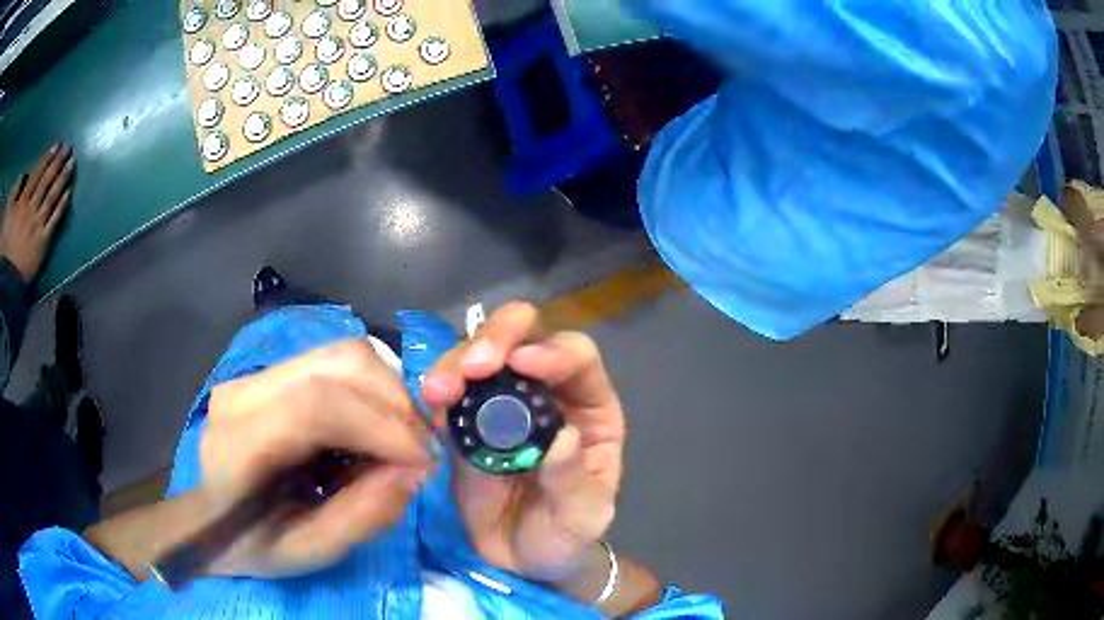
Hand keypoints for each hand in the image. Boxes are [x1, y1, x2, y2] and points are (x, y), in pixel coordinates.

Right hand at [2, 144, 73, 282]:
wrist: (8, 279)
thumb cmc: (6, 245)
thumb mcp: (8, 214)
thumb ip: (15, 193)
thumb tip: (23, 175)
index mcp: (22, 202)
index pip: (36, 175)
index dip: (47, 159)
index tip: (57, 145)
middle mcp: (31, 209)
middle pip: (46, 181)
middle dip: (58, 162)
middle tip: (69, 146)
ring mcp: (37, 225)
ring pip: (52, 196)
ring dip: (63, 177)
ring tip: (72, 162)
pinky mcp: (43, 242)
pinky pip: (54, 221)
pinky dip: (62, 206)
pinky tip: (69, 193)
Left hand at [199, 340, 434, 577]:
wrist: (210, 517)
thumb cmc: (251, 544)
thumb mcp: (306, 553)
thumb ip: (359, 518)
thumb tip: (415, 472)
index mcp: (238, 444)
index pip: (314, 406)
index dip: (381, 426)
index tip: (424, 462)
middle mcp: (244, 392)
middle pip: (338, 364)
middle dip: (396, 405)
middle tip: (421, 454)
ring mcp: (258, 374)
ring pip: (344, 354)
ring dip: (389, 394)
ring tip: (403, 442)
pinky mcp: (273, 372)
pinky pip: (338, 364)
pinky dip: (373, 392)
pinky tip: (376, 431)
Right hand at [422, 302, 626, 584]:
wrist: (520, 561)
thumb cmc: (565, 535)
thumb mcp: (583, 517)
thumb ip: (575, 481)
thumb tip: (562, 438)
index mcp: (590, 407)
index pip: (577, 357)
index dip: (552, 352)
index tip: (521, 364)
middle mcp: (546, 392)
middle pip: (526, 336)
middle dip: (498, 338)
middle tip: (473, 367)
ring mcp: (501, 402)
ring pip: (480, 354)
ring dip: (456, 362)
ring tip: (437, 391)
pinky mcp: (464, 421)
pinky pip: (450, 391)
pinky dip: (437, 389)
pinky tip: (428, 405)